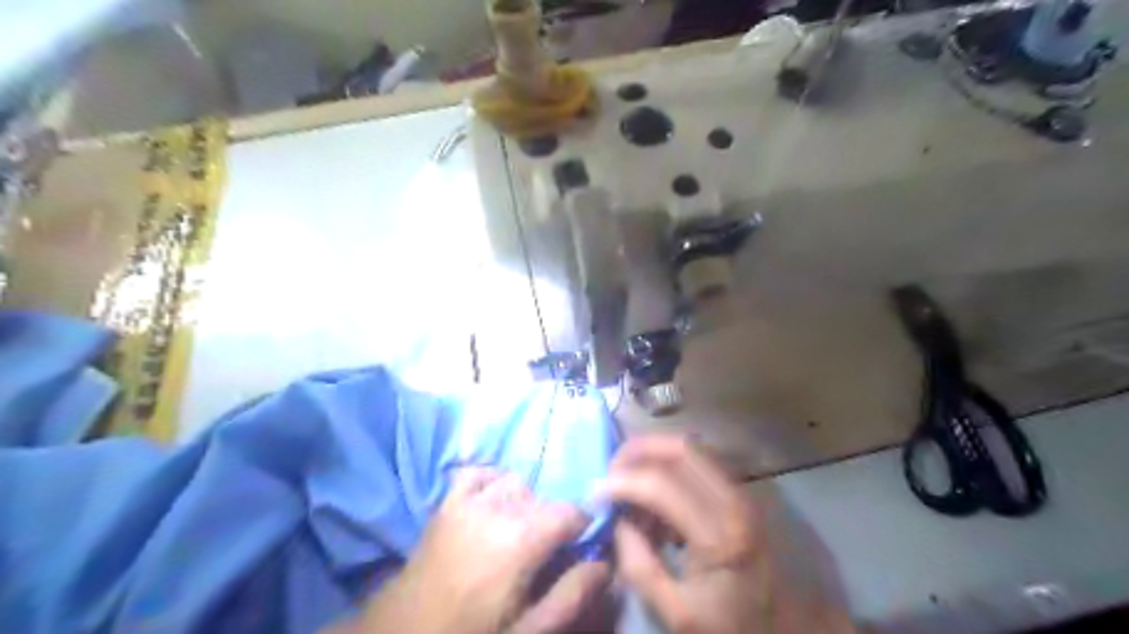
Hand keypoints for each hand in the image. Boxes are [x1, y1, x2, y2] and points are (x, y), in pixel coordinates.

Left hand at [341, 465, 608, 632]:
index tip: (579, 544)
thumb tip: (604, 563)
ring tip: (516, 532)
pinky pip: (478, 473)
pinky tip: (492, 504)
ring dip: (524, 502)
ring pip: (515, 483)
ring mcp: (468, 501)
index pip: (569, 512)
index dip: (581, 526)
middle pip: (543, 498)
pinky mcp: (447, 502)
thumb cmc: (471, 633)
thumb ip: (570, 595)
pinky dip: (491, 481)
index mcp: (521, 540)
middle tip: (544, 552)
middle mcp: (497, 508)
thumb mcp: (528, 631)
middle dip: (552, 520)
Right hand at [600, 438, 856, 633]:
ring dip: (655, 456)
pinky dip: (672, 468)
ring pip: (692, 450)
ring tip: (630, 484)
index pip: (660, 485)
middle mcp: (735, 499)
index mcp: (719, 534)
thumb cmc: (736, 627)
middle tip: (611, 471)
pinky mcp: (743, 493)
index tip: (594, 494)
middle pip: (680, 448)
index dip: (620, 483)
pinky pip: (701, 465)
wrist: (796, 631)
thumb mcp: (678, 613)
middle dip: (638, 450)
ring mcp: (743, 492)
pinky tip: (657, 500)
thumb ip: (639, 565)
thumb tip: (616, 520)